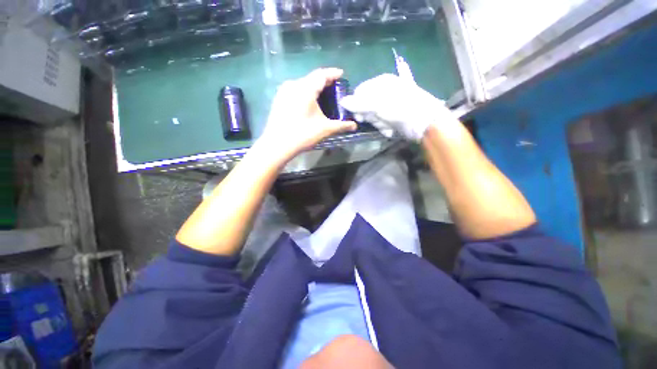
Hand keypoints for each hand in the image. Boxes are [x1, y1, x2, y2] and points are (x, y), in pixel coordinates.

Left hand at [257, 68, 356, 161]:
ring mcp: (284, 92)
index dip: (333, 73)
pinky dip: (305, 93)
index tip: (341, 74)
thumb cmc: (303, 134)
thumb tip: (355, 126)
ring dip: (314, 88)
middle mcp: (294, 85)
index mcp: (306, 88)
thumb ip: (341, 125)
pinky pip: (295, 91)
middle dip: (324, 82)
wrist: (277, 145)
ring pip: (302, 84)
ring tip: (323, 97)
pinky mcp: (278, 99)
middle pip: (312, 79)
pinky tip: (308, 104)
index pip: (322, 74)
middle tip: (334, 89)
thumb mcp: (325, 129)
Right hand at [339, 74, 454, 141]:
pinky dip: (385, 128)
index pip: (360, 92)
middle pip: (366, 106)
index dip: (356, 105)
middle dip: (370, 116)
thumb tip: (342, 101)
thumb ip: (359, 103)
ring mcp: (390, 104)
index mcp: (381, 83)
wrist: (425, 123)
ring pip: (374, 117)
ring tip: (388, 125)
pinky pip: (382, 122)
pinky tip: (391, 129)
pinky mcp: (394, 116)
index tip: (359, 116)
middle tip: (377, 120)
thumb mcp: (378, 104)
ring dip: (379, 124)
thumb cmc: (401, 109)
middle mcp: (385, 92)